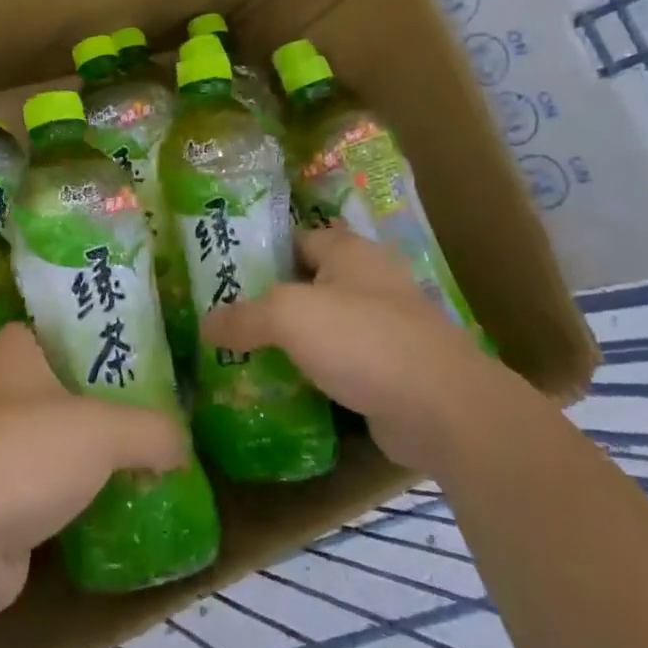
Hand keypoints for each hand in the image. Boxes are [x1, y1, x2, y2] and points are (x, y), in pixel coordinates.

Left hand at [0, 323, 188, 618]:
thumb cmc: (24, 454)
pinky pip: (46, 495)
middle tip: (157, 414)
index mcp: (16, 354)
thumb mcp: (103, 430)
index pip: (59, 330)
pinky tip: (115, 511)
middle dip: (103, 404)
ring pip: (54, 445)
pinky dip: (75, 504)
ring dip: (89, 459)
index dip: (97, 337)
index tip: (140, 353)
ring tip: (148, 463)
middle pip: (62, 390)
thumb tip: (181, 445)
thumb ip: (150, 430)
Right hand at [203, 225, 503, 472]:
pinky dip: (314, 372)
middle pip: (308, 284)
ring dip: (292, 341)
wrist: (442, 409)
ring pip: (324, 327)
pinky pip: (340, 364)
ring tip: (242, 354)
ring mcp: (385, 328)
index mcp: (350, 251)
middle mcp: (369, 281)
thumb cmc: (363, 340)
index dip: (261, 251)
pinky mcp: (391, 370)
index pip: (297, 238)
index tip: (222, 272)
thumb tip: (206, 325)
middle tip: (224, 318)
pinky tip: (281, 387)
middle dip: (270, 300)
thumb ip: (243, 317)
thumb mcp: (288, 316)